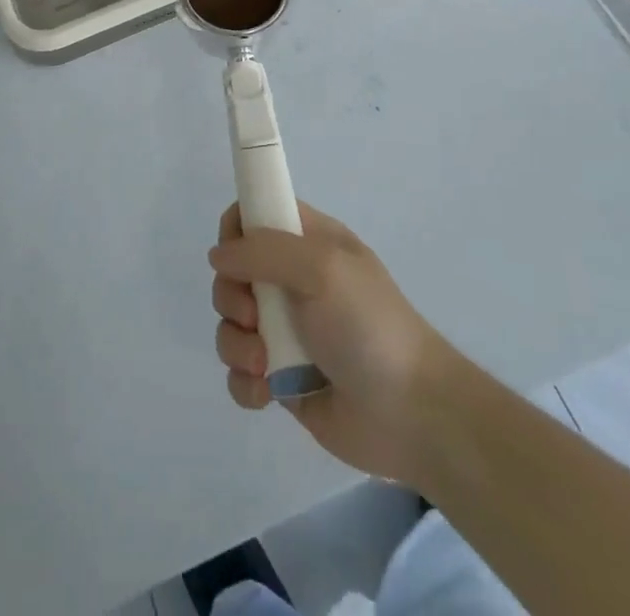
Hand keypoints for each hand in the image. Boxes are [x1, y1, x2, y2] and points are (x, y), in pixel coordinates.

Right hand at [209, 202, 450, 484]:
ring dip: (236, 345)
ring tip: (265, 364)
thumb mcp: (322, 268)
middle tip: (256, 316)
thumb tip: (218, 255)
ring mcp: (286, 331)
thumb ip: (264, 251)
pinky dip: (245, 382)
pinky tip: (267, 393)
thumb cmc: (368, 325)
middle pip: (233, 272)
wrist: (411, 414)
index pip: (256, 214)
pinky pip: (239, 372)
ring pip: (231, 324)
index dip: (236, 230)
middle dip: (232, 297)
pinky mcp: (281, 378)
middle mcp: (293, 281)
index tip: (234, 256)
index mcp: (309, 242)